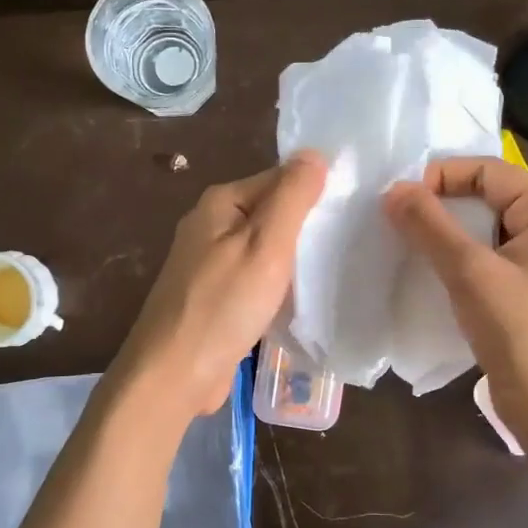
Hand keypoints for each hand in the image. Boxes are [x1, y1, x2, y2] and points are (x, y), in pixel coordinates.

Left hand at [115, 152, 327, 418]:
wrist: (174, 373)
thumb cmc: (223, 305)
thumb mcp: (266, 244)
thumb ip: (291, 197)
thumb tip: (314, 154)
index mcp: (221, 202)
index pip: (280, 178)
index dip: (316, 190)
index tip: (353, 209)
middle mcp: (211, 225)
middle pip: (272, 212)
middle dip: (307, 226)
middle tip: (352, 240)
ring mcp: (209, 263)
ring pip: (265, 248)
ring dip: (295, 258)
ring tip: (336, 267)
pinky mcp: (214, 296)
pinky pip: (256, 278)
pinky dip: (278, 284)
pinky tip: (302, 297)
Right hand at [384, 156, 527, 451]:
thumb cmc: (519, 332)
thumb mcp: (469, 273)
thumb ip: (430, 226)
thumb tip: (393, 190)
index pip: (488, 170)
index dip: (442, 176)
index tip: (400, 200)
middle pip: (488, 195)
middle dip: (442, 203)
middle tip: (399, 220)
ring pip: (486, 227)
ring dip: (448, 231)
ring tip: (410, 243)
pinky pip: (490, 255)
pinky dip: (460, 255)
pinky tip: (433, 271)